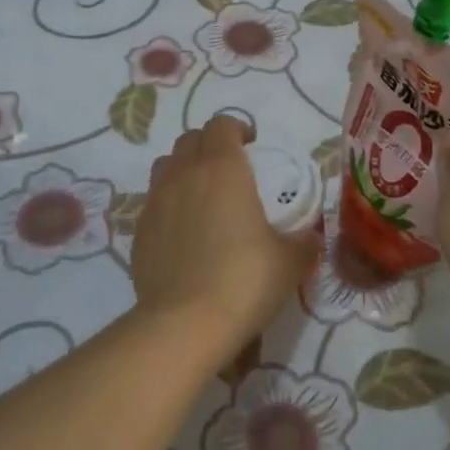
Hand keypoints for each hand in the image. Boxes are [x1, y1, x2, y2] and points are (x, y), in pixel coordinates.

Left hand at [132, 116, 319, 355]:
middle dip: (209, 145)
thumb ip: (304, 243)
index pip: (222, 125)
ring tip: (203, 196)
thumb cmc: (244, 280)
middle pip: (190, 139)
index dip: (237, 129)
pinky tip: (185, 234)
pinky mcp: (139, 232)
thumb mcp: (290, 262)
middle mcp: (184, 175)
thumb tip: (311, 238)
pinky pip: (154, 203)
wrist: (185, 323)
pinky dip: (169, 205)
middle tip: (230, 169)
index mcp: (222, 168)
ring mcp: (155, 202)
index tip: (252, 146)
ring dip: (184, 169)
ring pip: (165, 166)